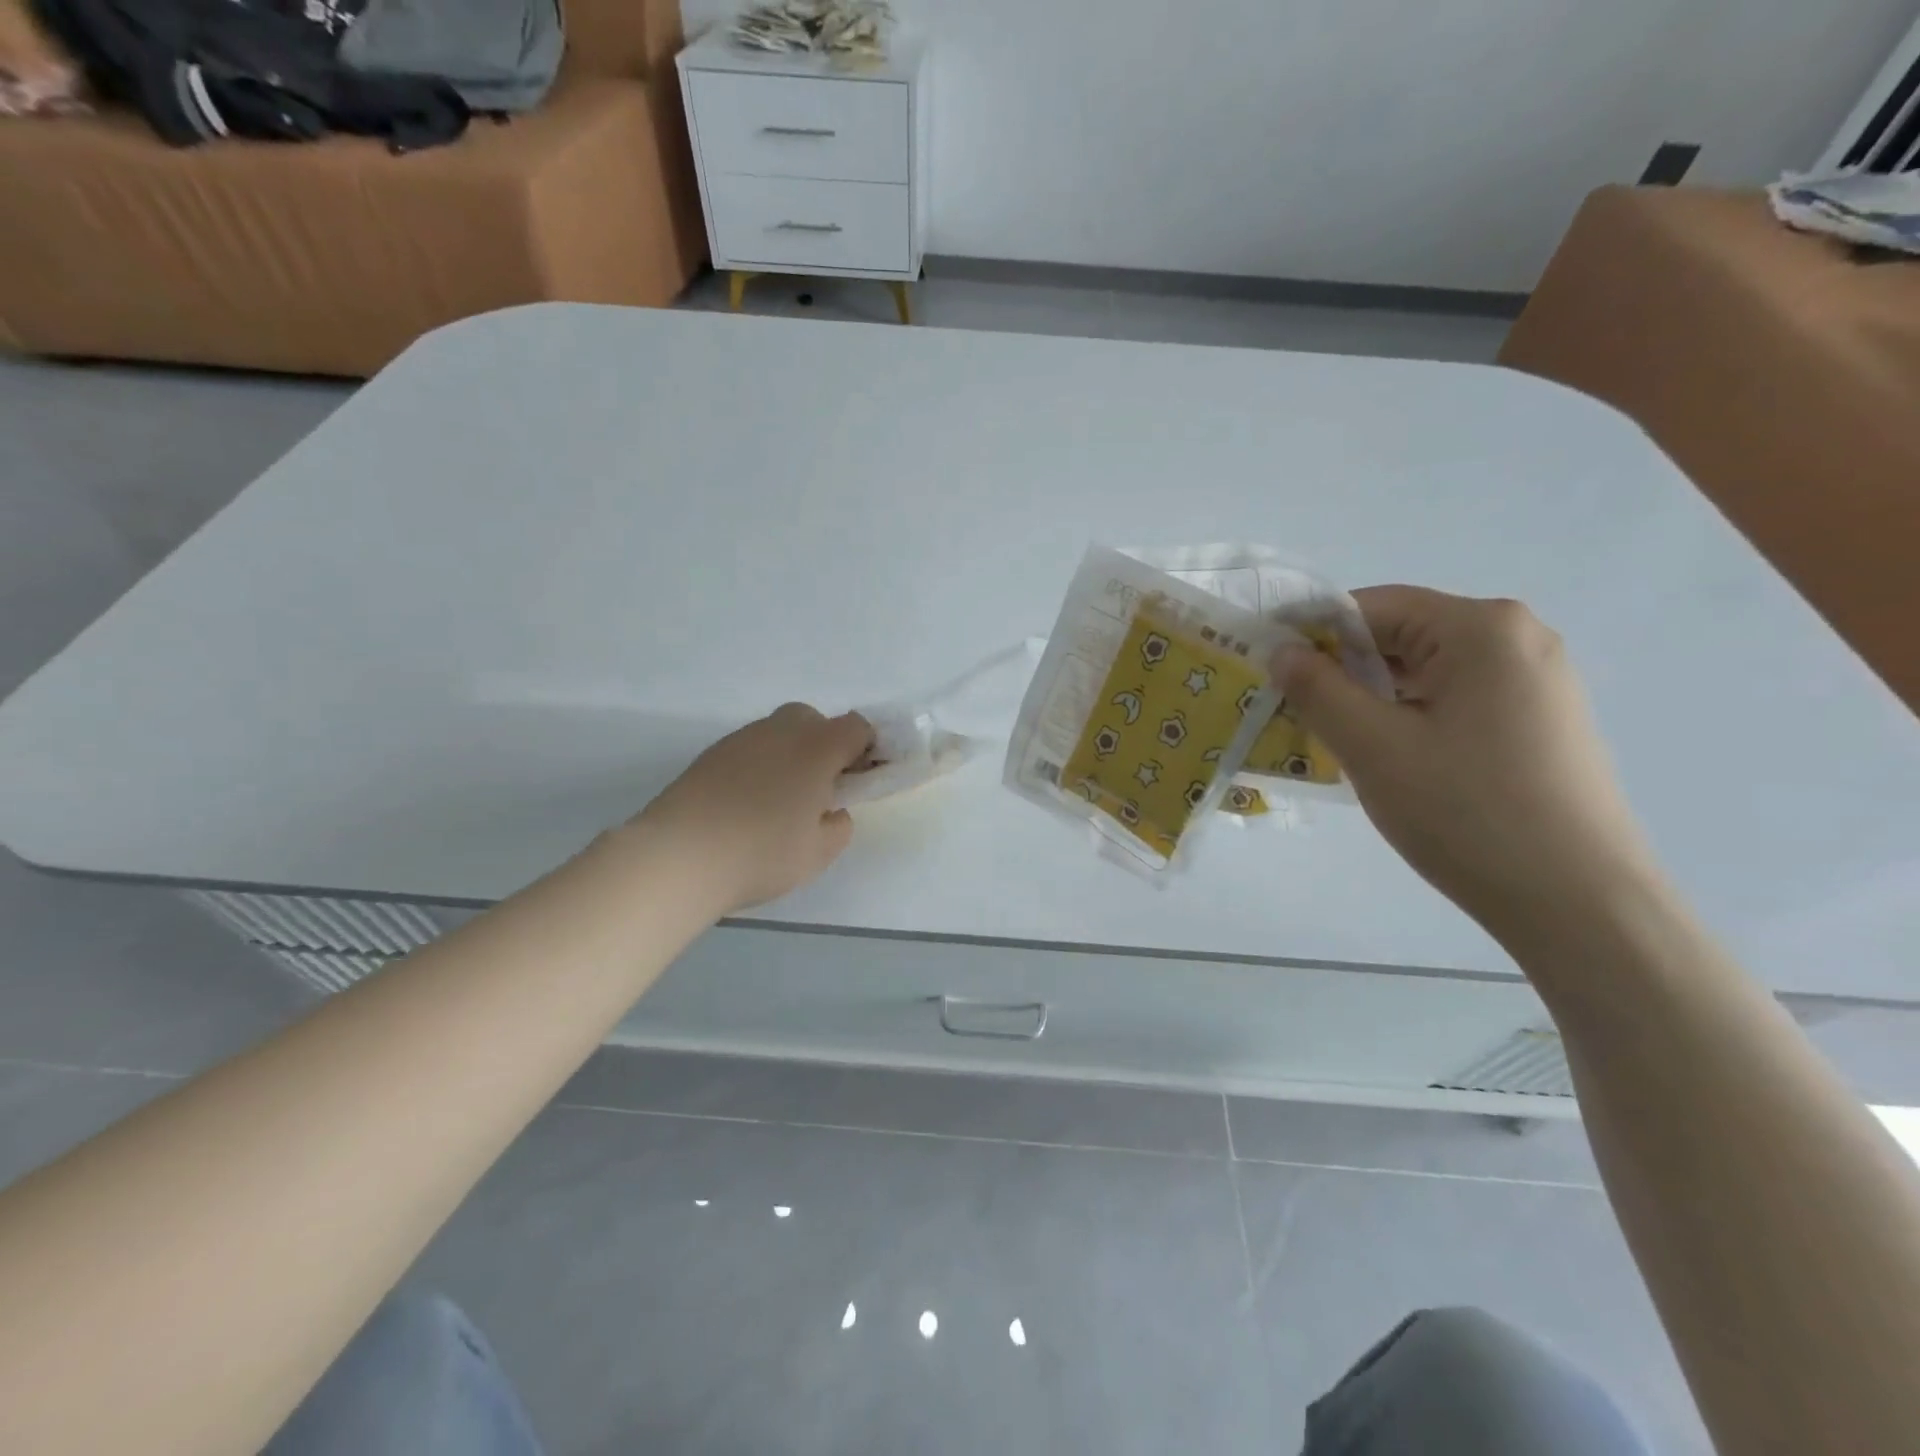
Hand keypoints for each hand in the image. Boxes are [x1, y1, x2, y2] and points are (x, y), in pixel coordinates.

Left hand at [637, 703, 873, 913]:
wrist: (678, 856)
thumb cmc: (761, 853)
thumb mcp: (819, 853)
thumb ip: (839, 826)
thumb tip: (831, 810)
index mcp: (817, 748)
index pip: (857, 727)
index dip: (868, 748)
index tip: (862, 779)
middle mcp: (781, 731)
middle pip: (815, 720)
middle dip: (826, 745)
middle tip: (821, 788)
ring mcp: (742, 739)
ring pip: (779, 732)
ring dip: (791, 755)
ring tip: (781, 801)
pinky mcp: (711, 754)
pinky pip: (751, 749)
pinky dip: (760, 765)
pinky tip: (748, 804)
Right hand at [1272, 587, 1662, 940]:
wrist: (1580, 902)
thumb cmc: (1467, 812)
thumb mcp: (1372, 747)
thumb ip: (1317, 689)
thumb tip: (1282, 651)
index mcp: (1481, 628)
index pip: (1372, 606)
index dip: (1311, 633)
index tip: (1269, 671)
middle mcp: (1518, 638)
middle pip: (1401, 635)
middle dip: (1342, 670)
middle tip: (1294, 712)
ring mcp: (1536, 680)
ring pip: (1425, 671)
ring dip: (1372, 697)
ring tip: (1334, 741)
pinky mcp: (1541, 720)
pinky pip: (1454, 698)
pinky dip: (1409, 716)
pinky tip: (1389, 758)